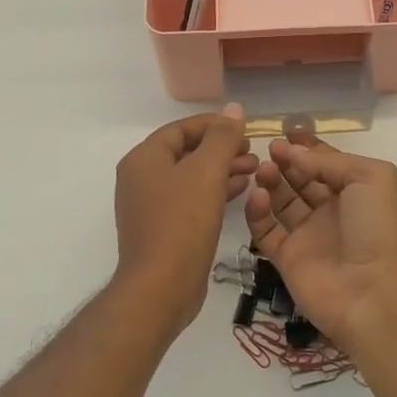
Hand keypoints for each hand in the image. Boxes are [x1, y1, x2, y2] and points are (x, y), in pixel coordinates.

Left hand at [112, 103, 256, 331]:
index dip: (214, 125)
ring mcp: (150, 206)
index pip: (181, 129)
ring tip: (255, 169)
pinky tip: (240, 192)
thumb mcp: (206, 173)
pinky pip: (190, 199)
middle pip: (186, 152)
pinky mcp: (162, 229)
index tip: (245, 129)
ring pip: (191, 177)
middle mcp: (141, 178)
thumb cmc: (182, 223)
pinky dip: (214, 192)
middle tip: (253, 151)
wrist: (160, 288)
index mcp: (144, 159)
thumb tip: (234, 109)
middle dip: (221, 149)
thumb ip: (221, 138)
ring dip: (222, 170)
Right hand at [244, 136, 396, 346]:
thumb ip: (330, 161)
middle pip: (301, 179)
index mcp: (357, 191)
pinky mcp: (287, 258)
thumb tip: (293, 153)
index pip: (327, 163)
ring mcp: (309, 235)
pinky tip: (256, 195)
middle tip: (268, 148)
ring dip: (271, 181)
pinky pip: (266, 231)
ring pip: (282, 201)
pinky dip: (257, 212)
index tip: (285, 132)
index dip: (307, 148)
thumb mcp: (371, 177)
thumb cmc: (380, 229)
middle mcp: (332, 211)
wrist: (377, 296)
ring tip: (262, 169)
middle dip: (286, 161)